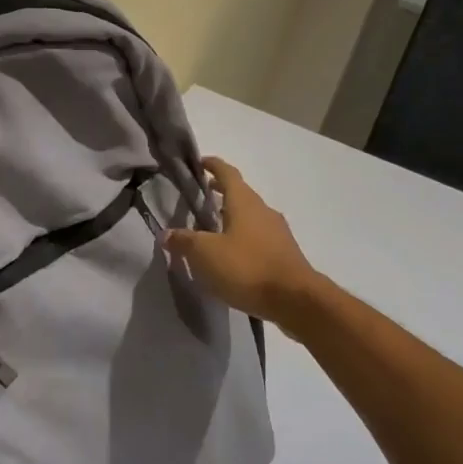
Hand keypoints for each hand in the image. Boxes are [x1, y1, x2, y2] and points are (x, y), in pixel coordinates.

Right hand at [164, 157, 322, 328]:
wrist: (295, 300)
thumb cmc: (247, 267)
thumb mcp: (205, 254)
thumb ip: (184, 241)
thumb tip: (167, 234)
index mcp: (244, 202)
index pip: (227, 173)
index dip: (213, 165)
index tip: (199, 163)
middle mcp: (263, 210)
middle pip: (239, 194)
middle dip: (219, 192)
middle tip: (199, 197)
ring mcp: (277, 232)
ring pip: (250, 216)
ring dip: (231, 216)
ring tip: (211, 228)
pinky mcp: (283, 254)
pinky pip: (258, 237)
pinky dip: (242, 237)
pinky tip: (230, 255)